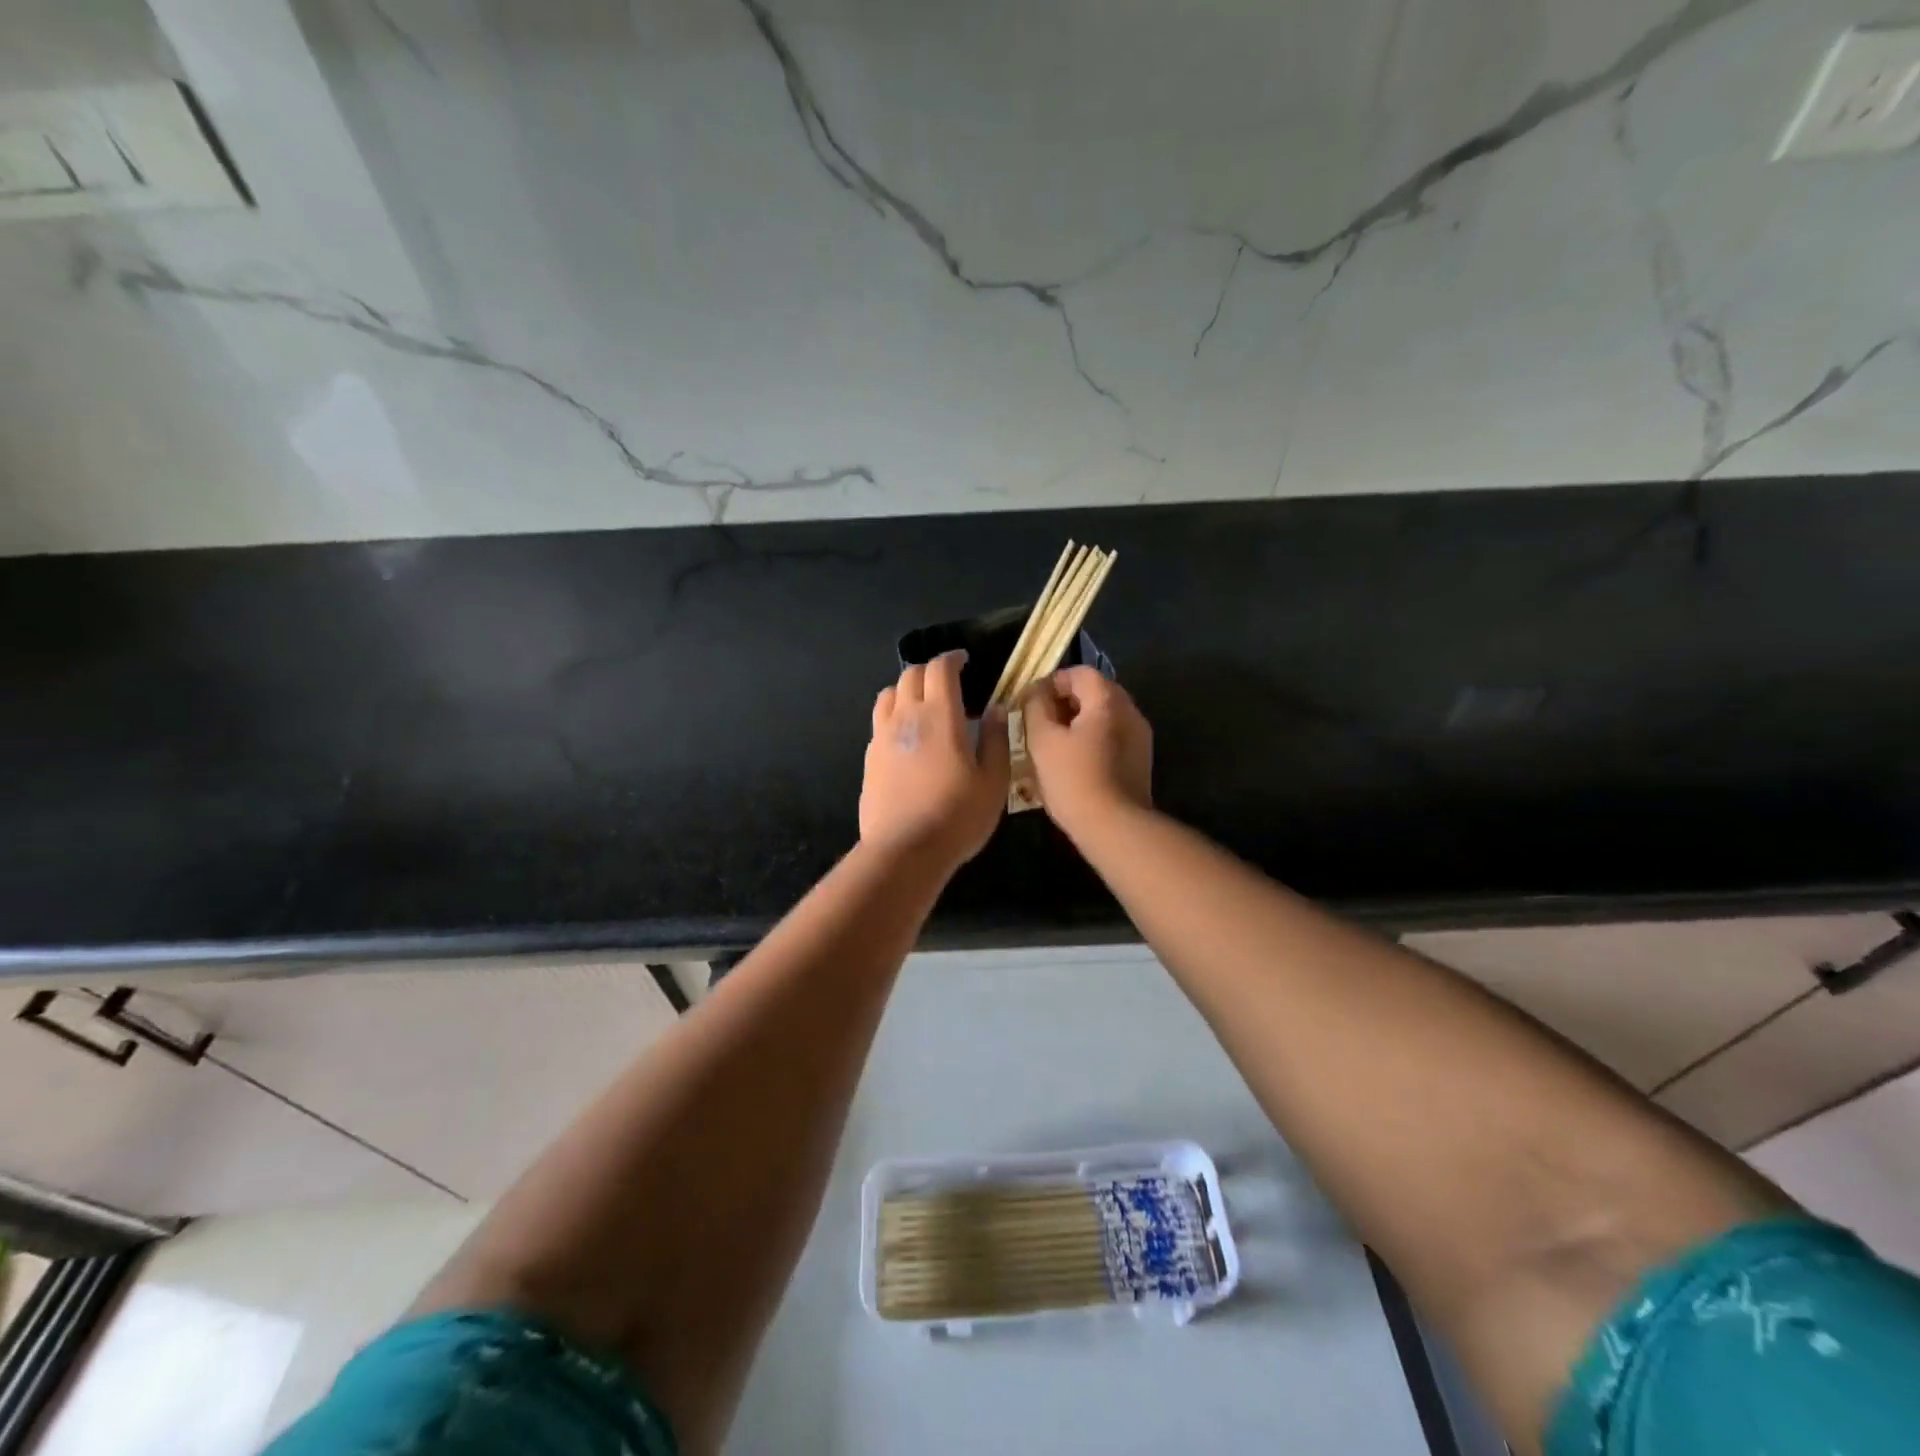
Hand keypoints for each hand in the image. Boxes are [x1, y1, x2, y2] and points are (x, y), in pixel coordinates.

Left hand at [861, 652, 1010, 868]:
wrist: (905, 850)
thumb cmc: (957, 816)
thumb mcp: (993, 781)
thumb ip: (996, 739)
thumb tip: (996, 708)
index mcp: (940, 715)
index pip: (939, 669)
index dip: (952, 659)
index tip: (964, 661)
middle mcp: (906, 717)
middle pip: (910, 675)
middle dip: (930, 671)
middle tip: (948, 683)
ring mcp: (882, 737)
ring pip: (889, 694)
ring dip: (907, 689)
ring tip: (924, 705)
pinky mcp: (869, 758)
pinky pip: (879, 722)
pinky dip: (894, 715)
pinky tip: (908, 737)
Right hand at [1022, 666, 1152, 834]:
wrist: (1114, 827)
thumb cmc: (1073, 779)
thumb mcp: (1042, 740)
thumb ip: (1035, 707)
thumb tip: (1035, 693)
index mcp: (1108, 700)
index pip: (1080, 673)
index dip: (1052, 681)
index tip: (1031, 702)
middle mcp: (1130, 711)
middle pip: (1095, 692)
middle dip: (1065, 702)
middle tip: (1039, 722)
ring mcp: (1140, 737)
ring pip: (1104, 716)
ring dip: (1078, 722)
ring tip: (1052, 744)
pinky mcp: (1140, 761)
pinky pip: (1112, 737)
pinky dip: (1092, 739)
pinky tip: (1073, 762)